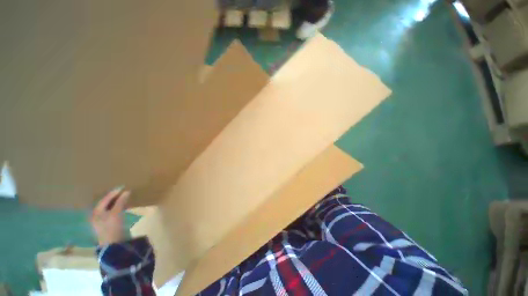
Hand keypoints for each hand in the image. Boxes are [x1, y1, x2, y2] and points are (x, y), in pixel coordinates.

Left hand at [91, 187, 129, 245]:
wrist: (113, 244)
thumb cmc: (112, 227)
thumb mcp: (116, 213)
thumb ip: (121, 202)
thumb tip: (127, 191)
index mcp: (96, 212)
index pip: (105, 199)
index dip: (114, 193)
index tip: (123, 187)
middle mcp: (97, 215)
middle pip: (106, 203)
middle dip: (114, 197)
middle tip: (123, 191)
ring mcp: (102, 220)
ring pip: (109, 208)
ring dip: (116, 202)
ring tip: (124, 197)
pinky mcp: (108, 224)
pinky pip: (113, 212)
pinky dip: (118, 207)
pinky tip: (123, 206)